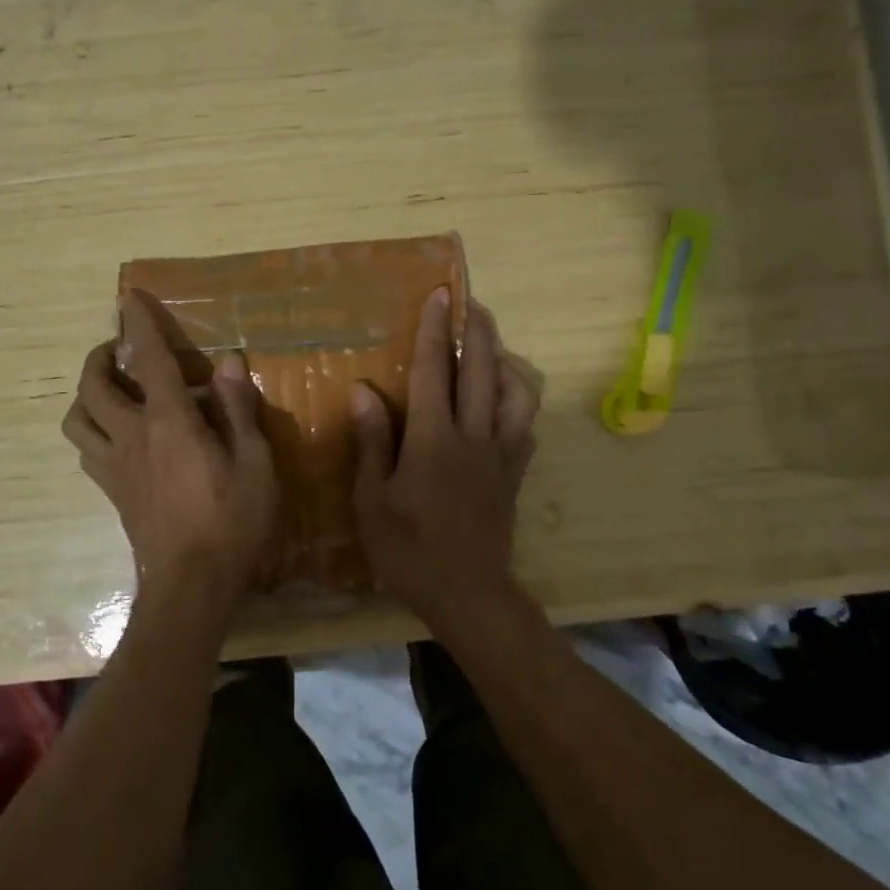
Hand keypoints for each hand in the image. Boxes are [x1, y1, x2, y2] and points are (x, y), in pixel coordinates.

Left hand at [62, 290, 280, 626]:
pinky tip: (120, 437)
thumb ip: (239, 409)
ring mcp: (115, 467)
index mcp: (169, 422)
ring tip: (113, 390)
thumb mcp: (255, 462)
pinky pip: (87, 450)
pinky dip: (94, 431)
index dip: (139, 323)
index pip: (148, 359)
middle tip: (120, 349)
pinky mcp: (113, 493)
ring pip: (77, 419)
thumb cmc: (232, 522)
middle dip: (100, 356)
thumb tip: (228, 362)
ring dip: (88, 395)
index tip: (129, 297)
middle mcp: (132, 436)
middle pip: (93, 385)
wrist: (191, 587)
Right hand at [351, 289, 540, 634]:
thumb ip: (372, 442)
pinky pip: (526, 424)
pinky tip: (506, 397)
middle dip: (477, 329)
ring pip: (517, 392)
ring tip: (491, 345)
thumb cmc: (409, 551)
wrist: (468, 594)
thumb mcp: (373, 501)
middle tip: (471, 301)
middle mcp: (474, 436)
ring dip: (505, 359)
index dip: (436, 330)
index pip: (436, 371)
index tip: (440, 294)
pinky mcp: (515, 473)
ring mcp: (501, 454)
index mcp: (434, 440)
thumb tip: (363, 390)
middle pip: (483, 370)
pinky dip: (520, 399)